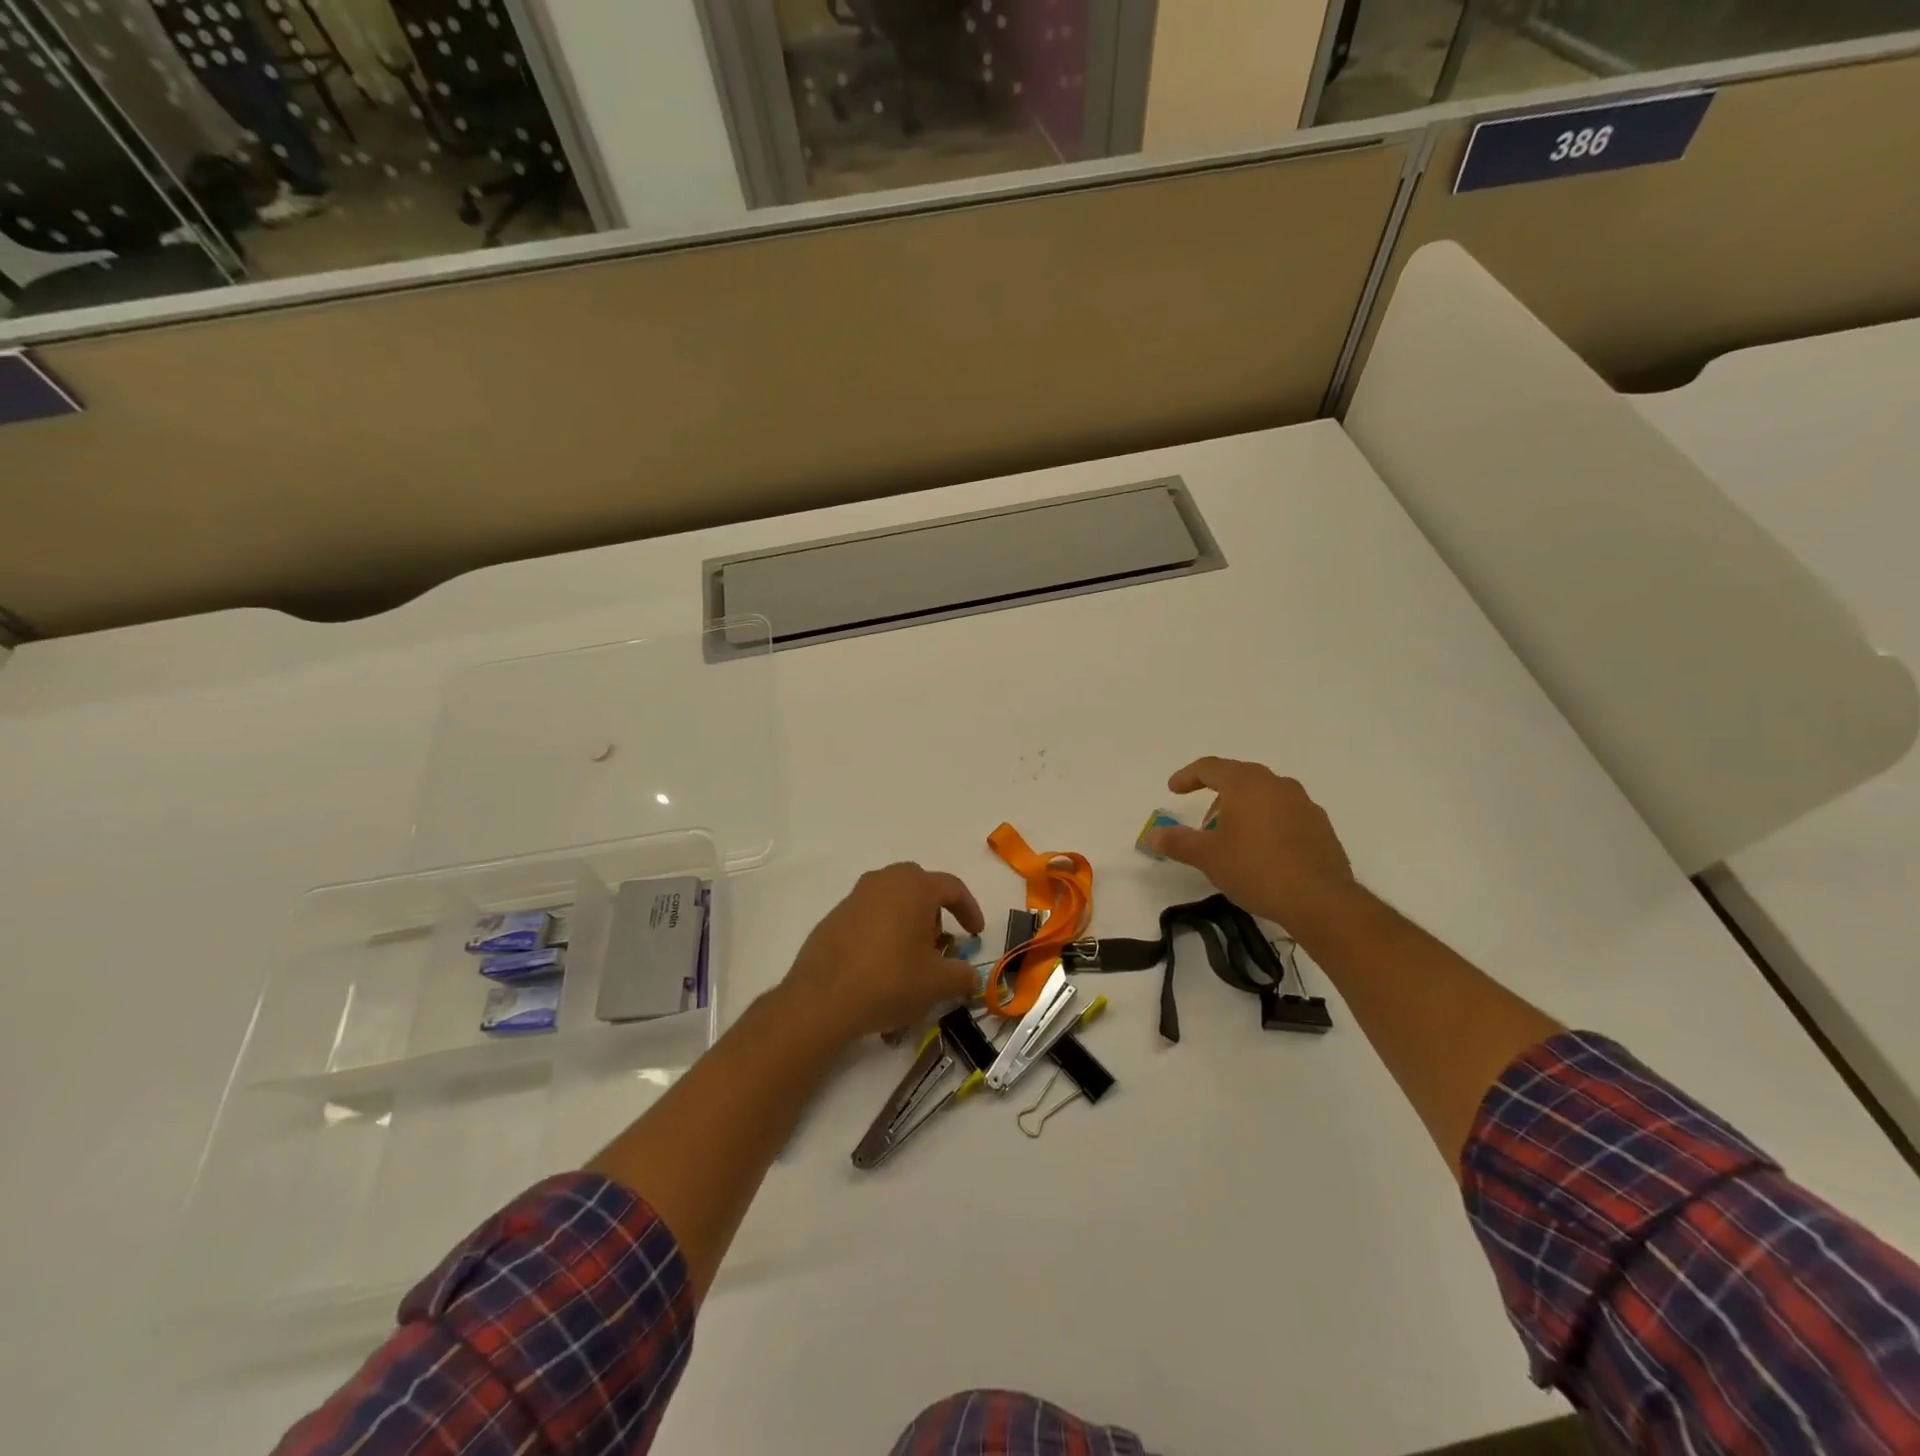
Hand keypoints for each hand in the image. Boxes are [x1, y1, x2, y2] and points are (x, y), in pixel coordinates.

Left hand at [780, 863, 984, 1044]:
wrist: (822, 998)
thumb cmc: (890, 980)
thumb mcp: (937, 984)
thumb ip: (962, 976)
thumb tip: (971, 976)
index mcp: (914, 887)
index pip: (952, 888)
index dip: (969, 910)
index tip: (975, 933)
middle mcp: (884, 881)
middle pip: (919, 886)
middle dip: (934, 912)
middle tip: (938, 944)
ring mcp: (855, 896)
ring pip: (892, 899)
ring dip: (907, 921)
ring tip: (910, 957)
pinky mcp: (834, 916)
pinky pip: (869, 915)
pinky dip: (882, 932)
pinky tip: (881, 965)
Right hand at [1147, 757, 1361, 933]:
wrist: (1320, 900)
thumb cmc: (1256, 869)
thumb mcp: (1207, 857)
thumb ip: (1177, 842)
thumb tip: (1153, 835)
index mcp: (1246, 784)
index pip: (1210, 767)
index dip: (1188, 776)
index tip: (1173, 789)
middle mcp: (1277, 784)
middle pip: (1239, 779)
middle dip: (1217, 797)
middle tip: (1204, 826)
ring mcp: (1303, 803)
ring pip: (1264, 796)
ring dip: (1243, 810)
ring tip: (1233, 840)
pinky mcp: (1321, 826)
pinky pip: (1285, 814)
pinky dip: (1267, 823)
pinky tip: (1263, 851)